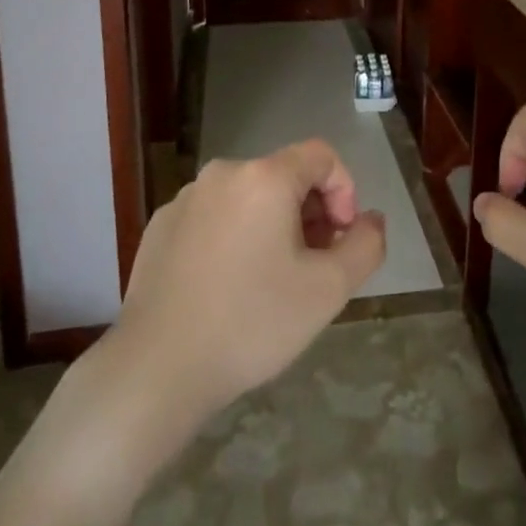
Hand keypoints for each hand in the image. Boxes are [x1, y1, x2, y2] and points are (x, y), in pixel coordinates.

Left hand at [112, 140, 386, 428]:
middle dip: (310, 213)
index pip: (321, 156)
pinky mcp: (160, 227)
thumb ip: (366, 245)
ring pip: (248, 198)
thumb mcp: (329, 289)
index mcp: (264, 177)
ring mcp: (185, 199)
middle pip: (284, 176)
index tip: (340, 240)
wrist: (156, 369)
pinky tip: (228, 287)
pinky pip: (214, 217)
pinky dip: (234, 237)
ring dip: (273, 226)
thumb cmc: (252, 322)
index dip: (344, 192)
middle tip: (312, 266)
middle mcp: (223, 173)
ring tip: (271, 280)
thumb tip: (370, 220)